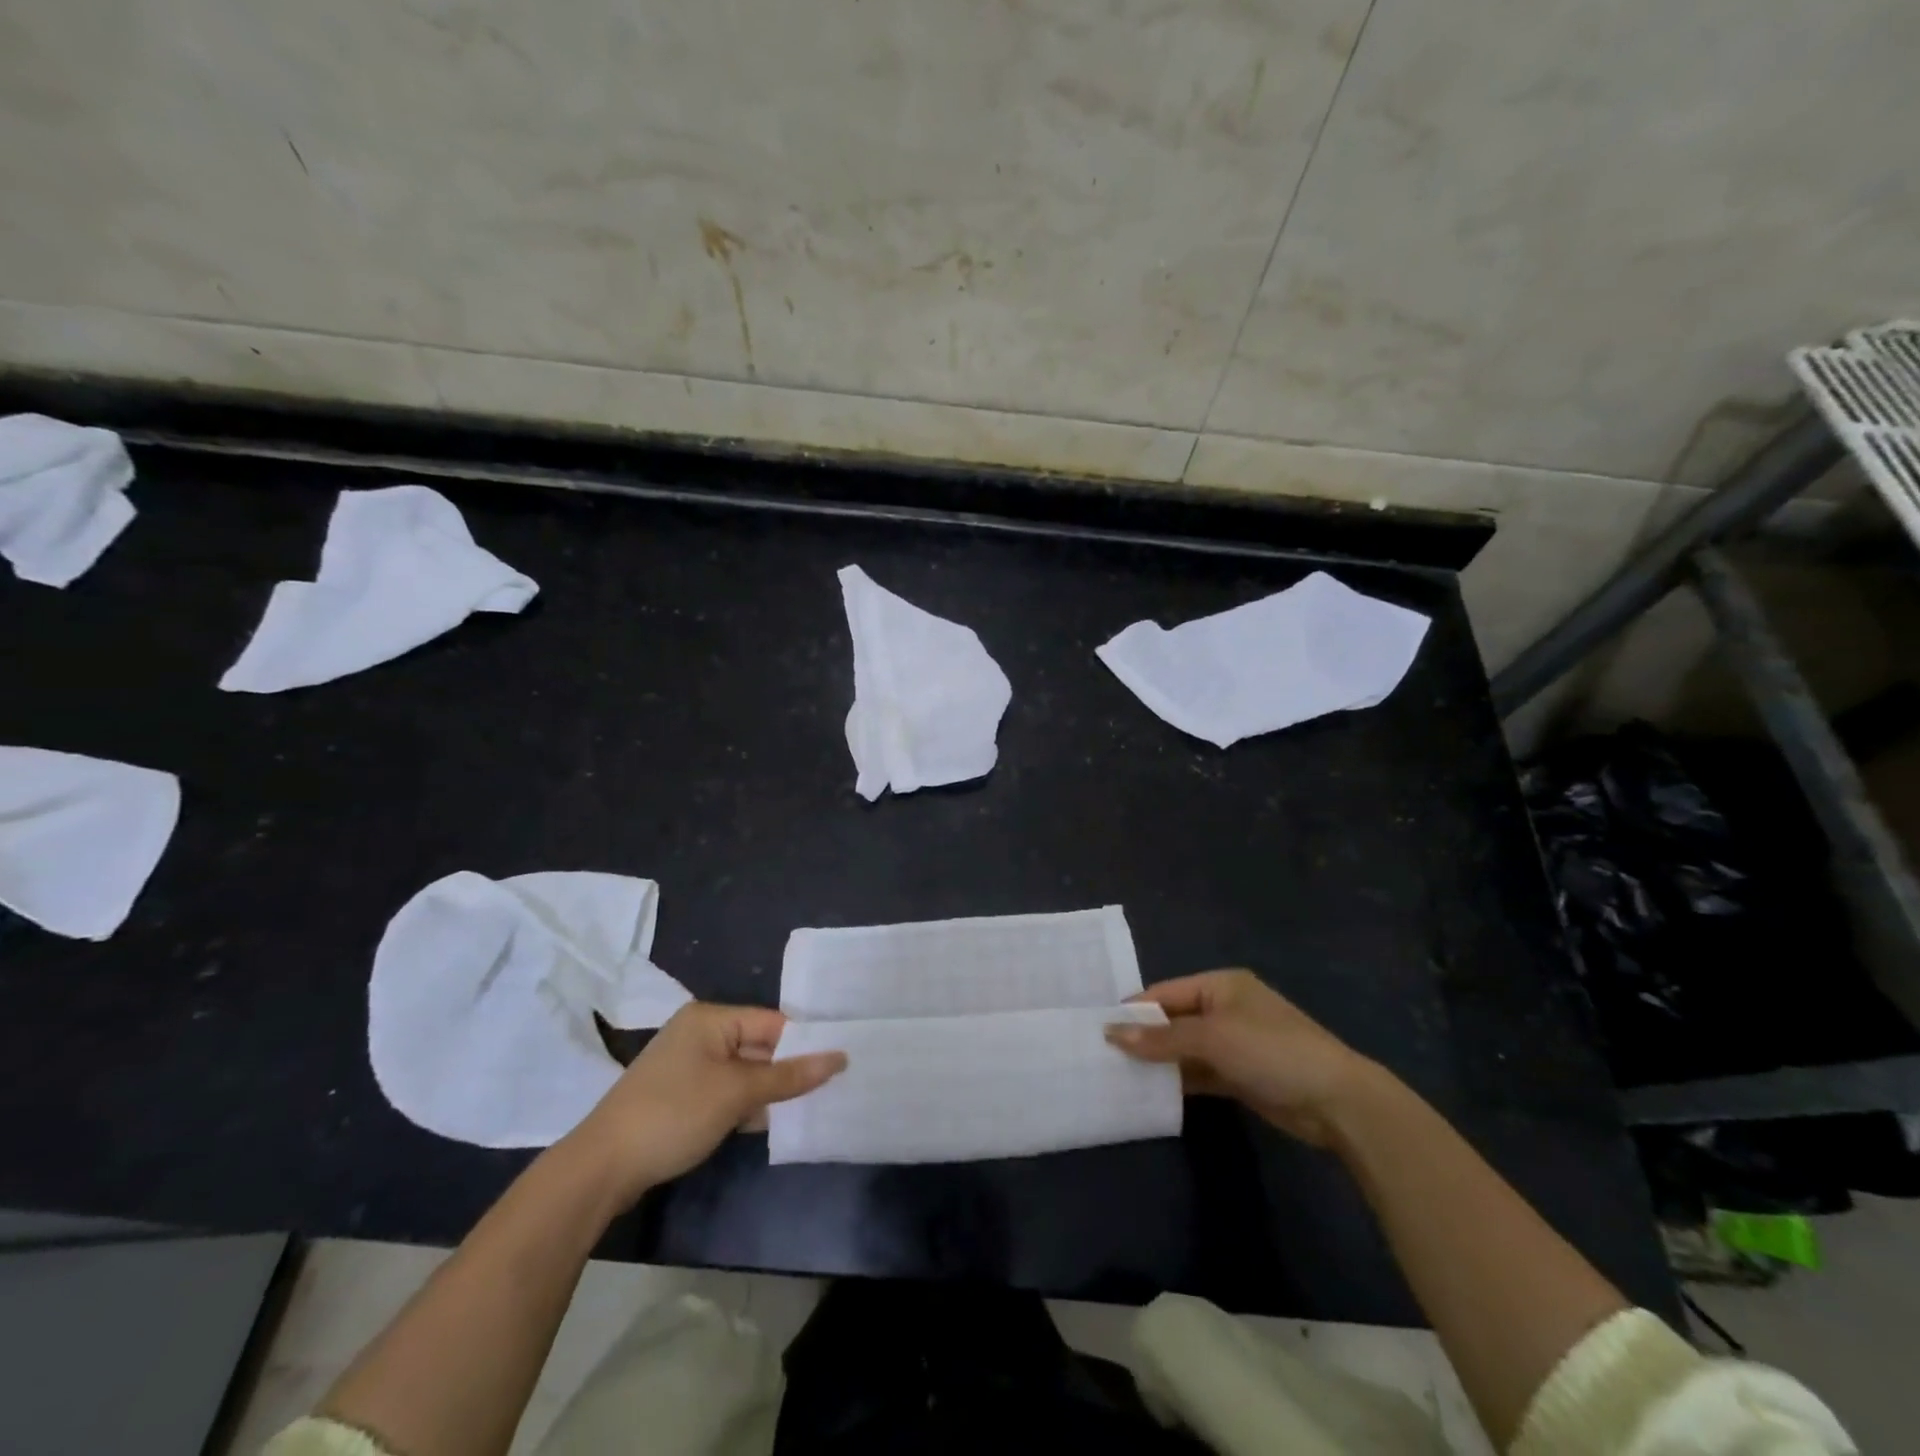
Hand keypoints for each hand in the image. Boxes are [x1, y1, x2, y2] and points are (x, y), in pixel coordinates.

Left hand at [569, 1003, 845, 1200]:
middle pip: (758, 1046)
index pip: (772, 1022)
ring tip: (809, 1107)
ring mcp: (687, 1067)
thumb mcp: (738, 1093)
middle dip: (787, 1071)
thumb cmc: (674, 1114)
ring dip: (768, 1092)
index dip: (804, 1043)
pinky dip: (745, 1106)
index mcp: (710, 1018)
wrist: (601, 1169)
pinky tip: (768, 1124)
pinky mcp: (680, 1097)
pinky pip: (725, 1092)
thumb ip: (789, 1076)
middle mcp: (699, 1034)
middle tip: (831, 1088)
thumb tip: (840, 1058)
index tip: (839, 1063)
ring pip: (743, 1073)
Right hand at [1106, 969, 1376, 1145]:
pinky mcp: (1240, 1075)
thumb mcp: (1212, 1038)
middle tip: (1103, 1055)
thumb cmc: (1271, 1051)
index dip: (1134, 1010)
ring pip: (1184, 1048)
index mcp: (1220, 985)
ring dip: (1159, 1061)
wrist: (1336, 1101)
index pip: (1165, 992)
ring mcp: (1234, 1043)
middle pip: (1173, 1020)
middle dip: (1143, 1037)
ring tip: (1118, 1074)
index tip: (1098, 1029)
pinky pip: (1199, 1072)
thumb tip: (1111, 1033)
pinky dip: (1178, 1080)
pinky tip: (1150, 1091)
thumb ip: (1161, 1038)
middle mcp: (1225, 1008)